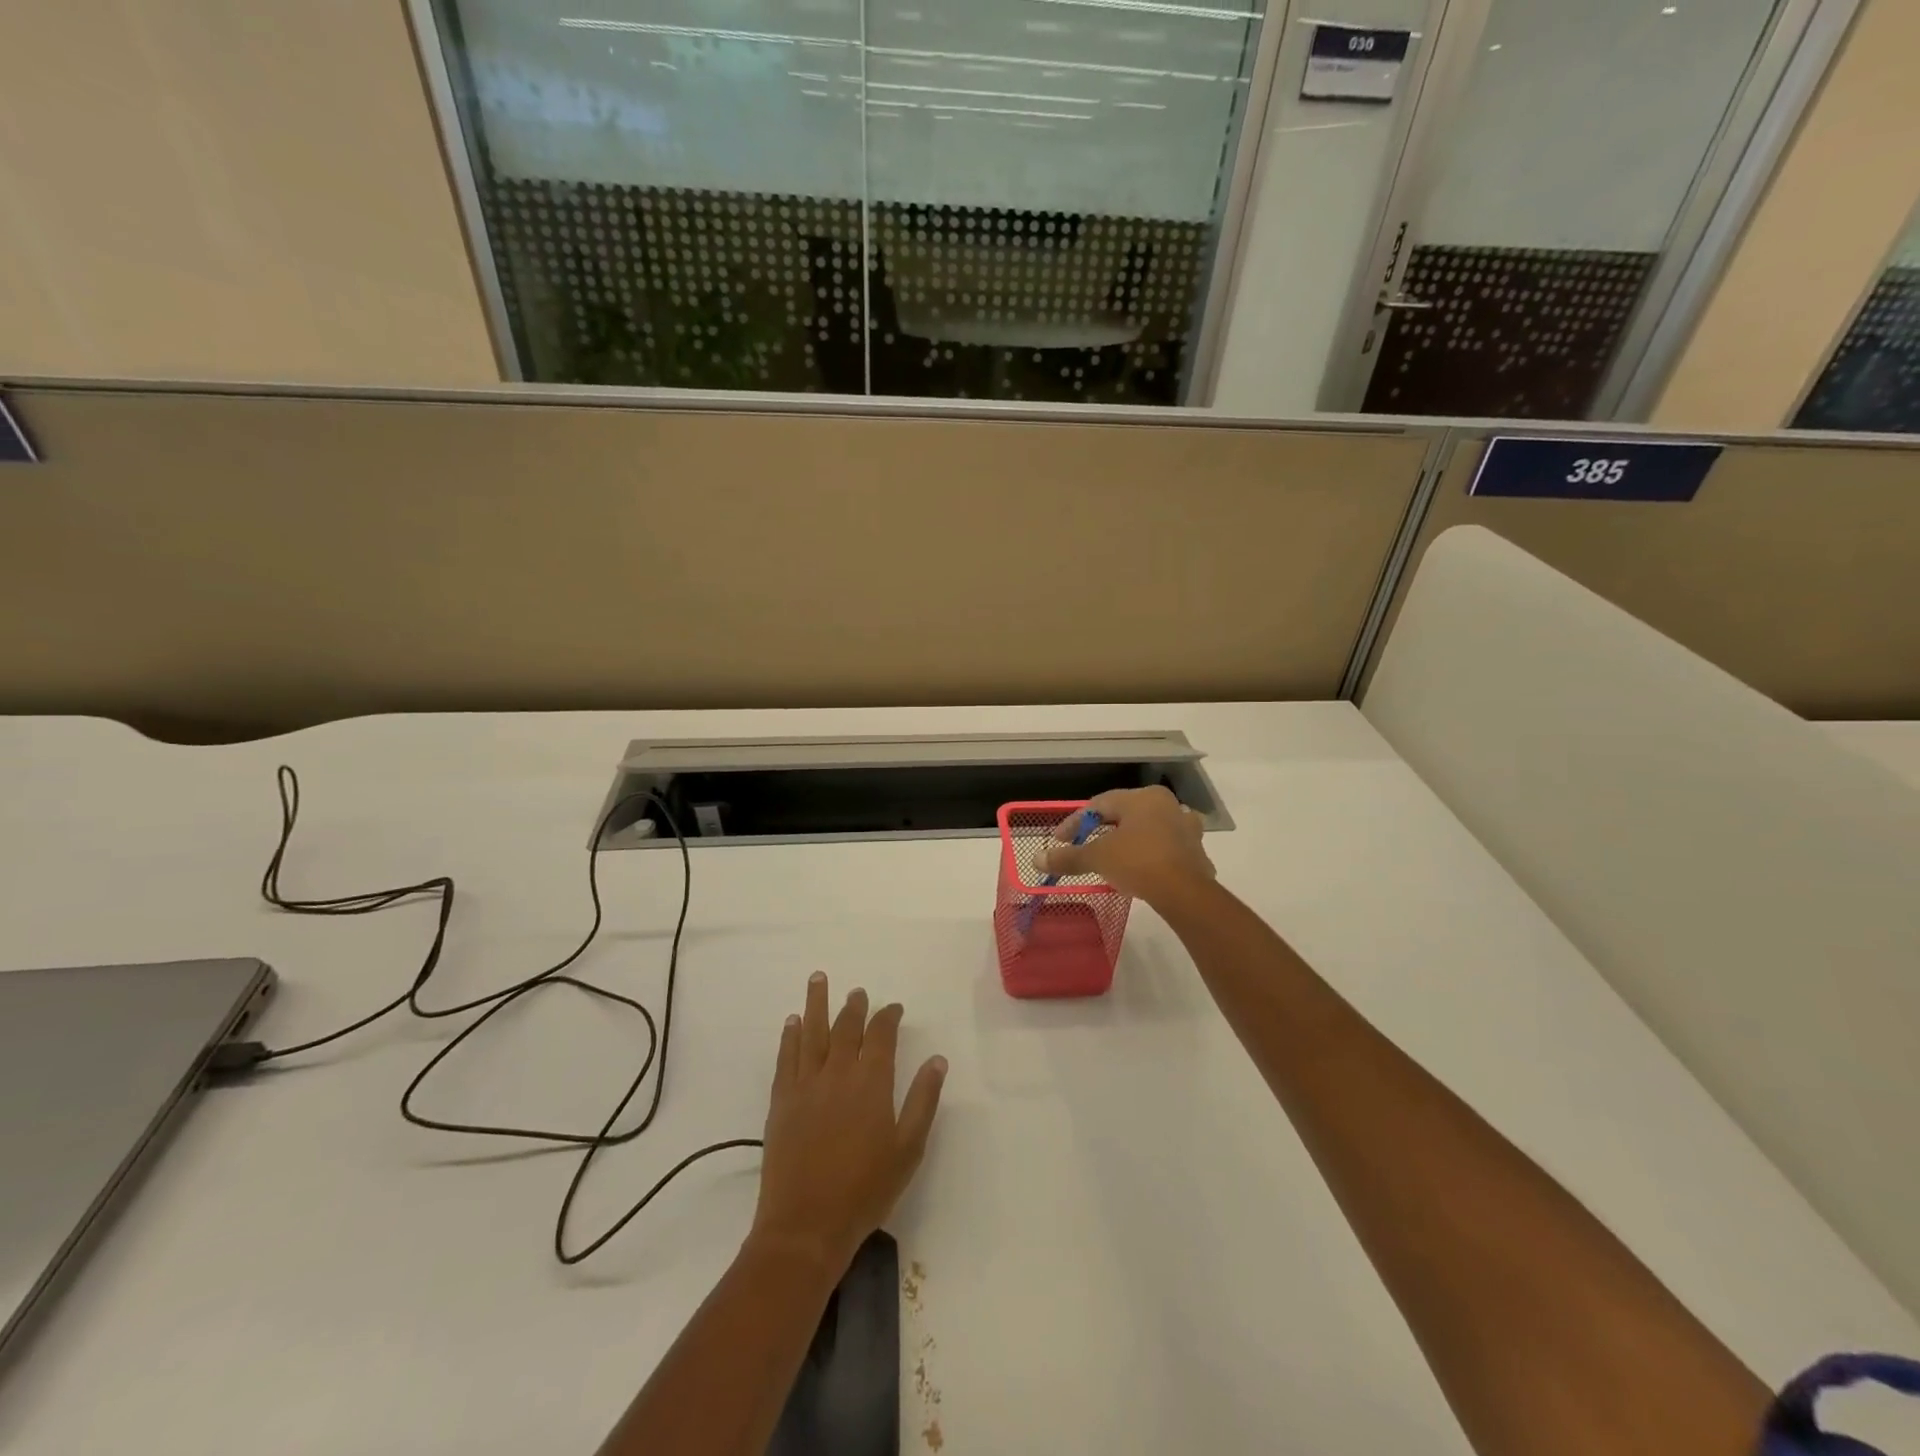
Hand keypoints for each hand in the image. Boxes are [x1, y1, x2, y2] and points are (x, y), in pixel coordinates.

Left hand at [752, 973, 946, 1274]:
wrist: (806, 1225)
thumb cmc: (865, 1190)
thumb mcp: (908, 1149)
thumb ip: (923, 1100)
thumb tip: (938, 1060)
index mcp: (871, 1082)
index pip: (881, 1035)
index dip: (888, 1017)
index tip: (894, 1008)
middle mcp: (837, 1072)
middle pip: (846, 1027)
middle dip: (854, 1006)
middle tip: (858, 992)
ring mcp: (805, 1084)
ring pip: (811, 1032)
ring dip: (815, 1003)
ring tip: (818, 979)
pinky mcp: (781, 1100)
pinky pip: (786, 1057)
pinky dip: (789, 1036)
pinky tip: (792, 1023)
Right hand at [1035, 786, 1214, 907]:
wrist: (1185, 893)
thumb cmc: (1138, 862)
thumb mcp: (1097, 858)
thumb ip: (1068, 857)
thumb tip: (1036, 859)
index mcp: (1143, 797)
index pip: (1100, 804)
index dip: (1075, 822)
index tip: (1059, 841)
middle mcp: (1168, 805)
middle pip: (1126, 815)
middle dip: (1103, 831)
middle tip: (1084, 847)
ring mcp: (1186, 828)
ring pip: (1149, 830)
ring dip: (1129, 842)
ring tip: (1114, 858)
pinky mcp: (1197, 852)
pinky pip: (1166, 849)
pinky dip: (1150, 856)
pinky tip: (1141, 871)